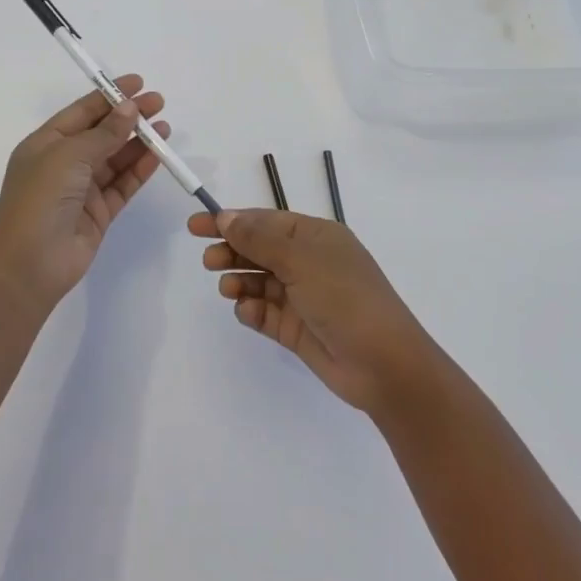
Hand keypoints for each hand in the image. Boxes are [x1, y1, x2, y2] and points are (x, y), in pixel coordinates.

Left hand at [0, 78, 168, 306]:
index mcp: (46, 144)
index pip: (82, 112)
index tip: (138, 83)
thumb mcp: (69, 155)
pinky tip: (157, 155)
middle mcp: (64, 163)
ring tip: (165, 128)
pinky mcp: (99, 212)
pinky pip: (123, 184)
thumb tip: (130, 109)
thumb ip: (104, 133)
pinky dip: (140, 169)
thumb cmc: (40, 198)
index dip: (109, 96)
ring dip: (139, 142)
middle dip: (130, 117)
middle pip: (102, 133)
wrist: (30, 263)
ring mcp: (82, 189)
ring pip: (116, 158)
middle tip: (159, 104)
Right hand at [187, 209, 440, 414]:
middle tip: (208, 261)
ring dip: (240, 281)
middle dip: (233, 252)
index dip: (232, 221)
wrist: (383, 364)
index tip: (197, 225)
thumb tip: (226, 217)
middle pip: (260, 250)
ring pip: (260, 281)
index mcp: (316, 236)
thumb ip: (259, 238)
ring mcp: (304, 297)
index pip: (266, 221)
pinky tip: (247, 312)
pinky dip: (252, 310)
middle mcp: (309, 262)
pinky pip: (266, 313)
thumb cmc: (344, 297)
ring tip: (227, 289)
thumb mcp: (300, 259)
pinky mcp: (298, 329)